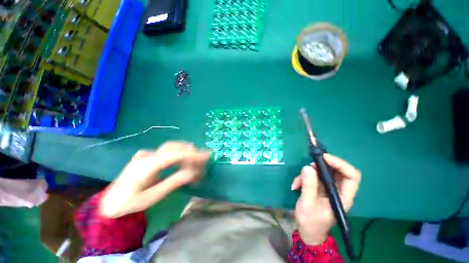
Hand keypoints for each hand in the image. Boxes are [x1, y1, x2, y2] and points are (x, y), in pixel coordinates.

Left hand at [100, 142, 210, 217]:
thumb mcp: (153, 196)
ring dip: (186, 151)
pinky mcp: (148, 156)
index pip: (174, 155)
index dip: (192, 154)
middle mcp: (146, 155)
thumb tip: (193, 172)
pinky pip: (167, 151)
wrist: (110, 202)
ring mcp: (146, 154)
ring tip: (196, 160)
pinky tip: (184, 159)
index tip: (207, 156)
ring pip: (172, 147)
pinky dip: (179, 154)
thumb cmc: (130, 203)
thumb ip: (174, 181)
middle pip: (174, 147)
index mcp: (145, 166)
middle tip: (203, 159)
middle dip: (191, 152)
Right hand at [291, 154, 360, 244]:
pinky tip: (296, 185)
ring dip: (308, 173)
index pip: (352, 176)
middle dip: (321, 166)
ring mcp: (328, 188)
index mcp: (343, 197)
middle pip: (336, 170)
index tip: (323, 158)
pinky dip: (303, 177)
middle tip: (308, 167)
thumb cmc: (311, 221)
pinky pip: (313, 175)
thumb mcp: (308, 203)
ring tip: (298, 181)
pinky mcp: (319, 187)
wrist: (307, 231)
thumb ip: (309, 186)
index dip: (340, 164)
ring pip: (322, 171)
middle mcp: (339, 190)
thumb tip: (307, 167)